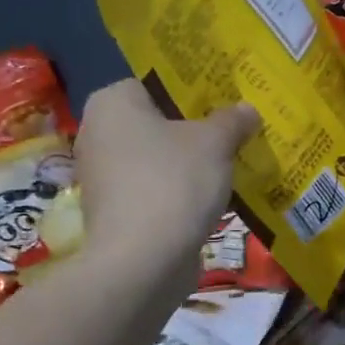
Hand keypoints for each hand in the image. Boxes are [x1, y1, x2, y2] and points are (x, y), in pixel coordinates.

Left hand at [73, 80, 257, 280]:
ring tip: (231, 162)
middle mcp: (97, 134)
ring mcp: (102, 176)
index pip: (155, 82)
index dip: (192, 90)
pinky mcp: (114, 212)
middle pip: (157, 121)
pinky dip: (179, 190)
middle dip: (194, 128)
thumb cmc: (174, 182)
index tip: (225, 101)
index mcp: (112, 103)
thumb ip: (232, 120)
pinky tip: (212, 196)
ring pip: (157, 157)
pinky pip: (154, 188)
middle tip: (234, 130)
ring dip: (189, 162)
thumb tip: (247, 110)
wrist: (142, 262)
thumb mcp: (216, 142)